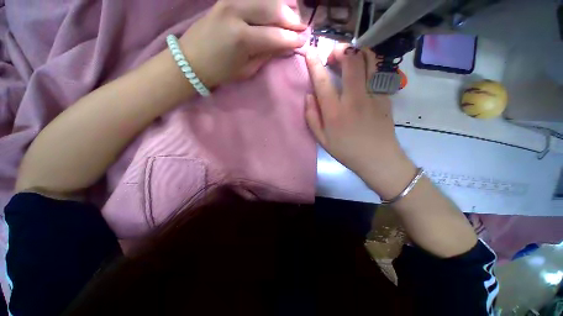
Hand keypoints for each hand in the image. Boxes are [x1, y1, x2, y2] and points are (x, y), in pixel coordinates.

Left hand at [179, 0, 306, 88]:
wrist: (192, 59)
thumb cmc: (221, 71)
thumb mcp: (247, 69)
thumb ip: (267, 54)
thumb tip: (285, 45)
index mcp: (242, 38)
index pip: (276, 35)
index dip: (292, 39)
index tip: (304, 40)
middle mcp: (237, 13)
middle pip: (273, 9)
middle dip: (291, 18)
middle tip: (302, 26)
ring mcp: (230, 1)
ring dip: (282, 5)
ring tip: (292, 15)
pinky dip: (267, 0)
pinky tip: (276, 6)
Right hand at [305, 46, 416, 198]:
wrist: (377, 158)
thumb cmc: (346, 151)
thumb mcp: (322, 139)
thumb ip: (312, 117)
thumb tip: (309, 96)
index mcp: (335, 112)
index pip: (323, 82)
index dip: (314, 64)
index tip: (310, 51)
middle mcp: (354, 99)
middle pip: (351, 61)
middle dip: (340, 50)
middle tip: (333, 55)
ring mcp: (374, 95)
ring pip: (369, 60)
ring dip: (357, 53)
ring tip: (349, 58)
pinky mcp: (386, 96)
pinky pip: (378, 71)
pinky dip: (369, 64)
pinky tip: (362, 71)